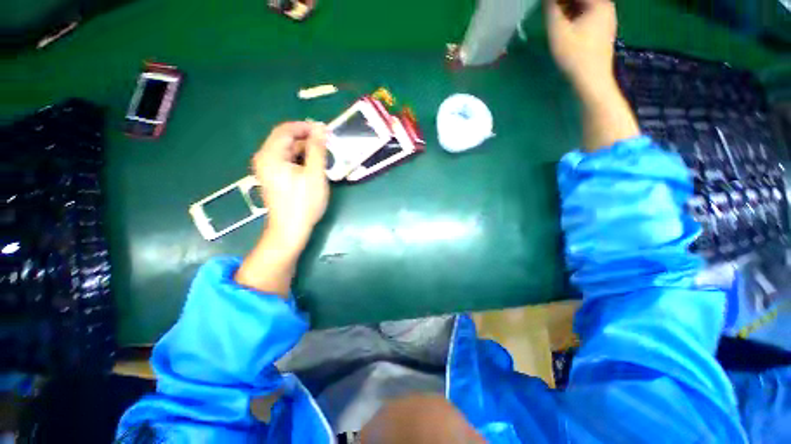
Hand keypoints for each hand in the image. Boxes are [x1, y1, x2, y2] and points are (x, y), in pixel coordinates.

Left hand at [252, 121, 328, 246]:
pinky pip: (286, 160)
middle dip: (306, 138)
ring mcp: (267, 169)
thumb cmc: (304, 203)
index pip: (286, 130)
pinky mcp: (273, 178)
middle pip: (285, 139)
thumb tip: (321, 129)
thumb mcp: (315, 175)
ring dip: (305, 149)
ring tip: (323, 154)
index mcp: (271, 155)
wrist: (290, 230)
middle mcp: (264, 158)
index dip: (305, 127)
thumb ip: (317, 149)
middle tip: (327, 143)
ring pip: (287, 150)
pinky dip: (300, 159)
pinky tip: (312, 165)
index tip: (325, 131)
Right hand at [545, 0, 617, 91]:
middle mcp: (607, 6)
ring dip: (569, 9)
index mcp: (599, 2)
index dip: (558, 2)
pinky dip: (576, 16)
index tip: (547, 7)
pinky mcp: (605, 30)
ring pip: (585, 6)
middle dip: (564, 4)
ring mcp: (608, 18)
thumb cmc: (575, 56)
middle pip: (582, 0)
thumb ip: (552, 10)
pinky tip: (568, 26)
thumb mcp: (558, 32)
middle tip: (550, 11)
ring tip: (556, 18)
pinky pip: (589, 15)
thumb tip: (548, 0)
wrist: (592, 80)